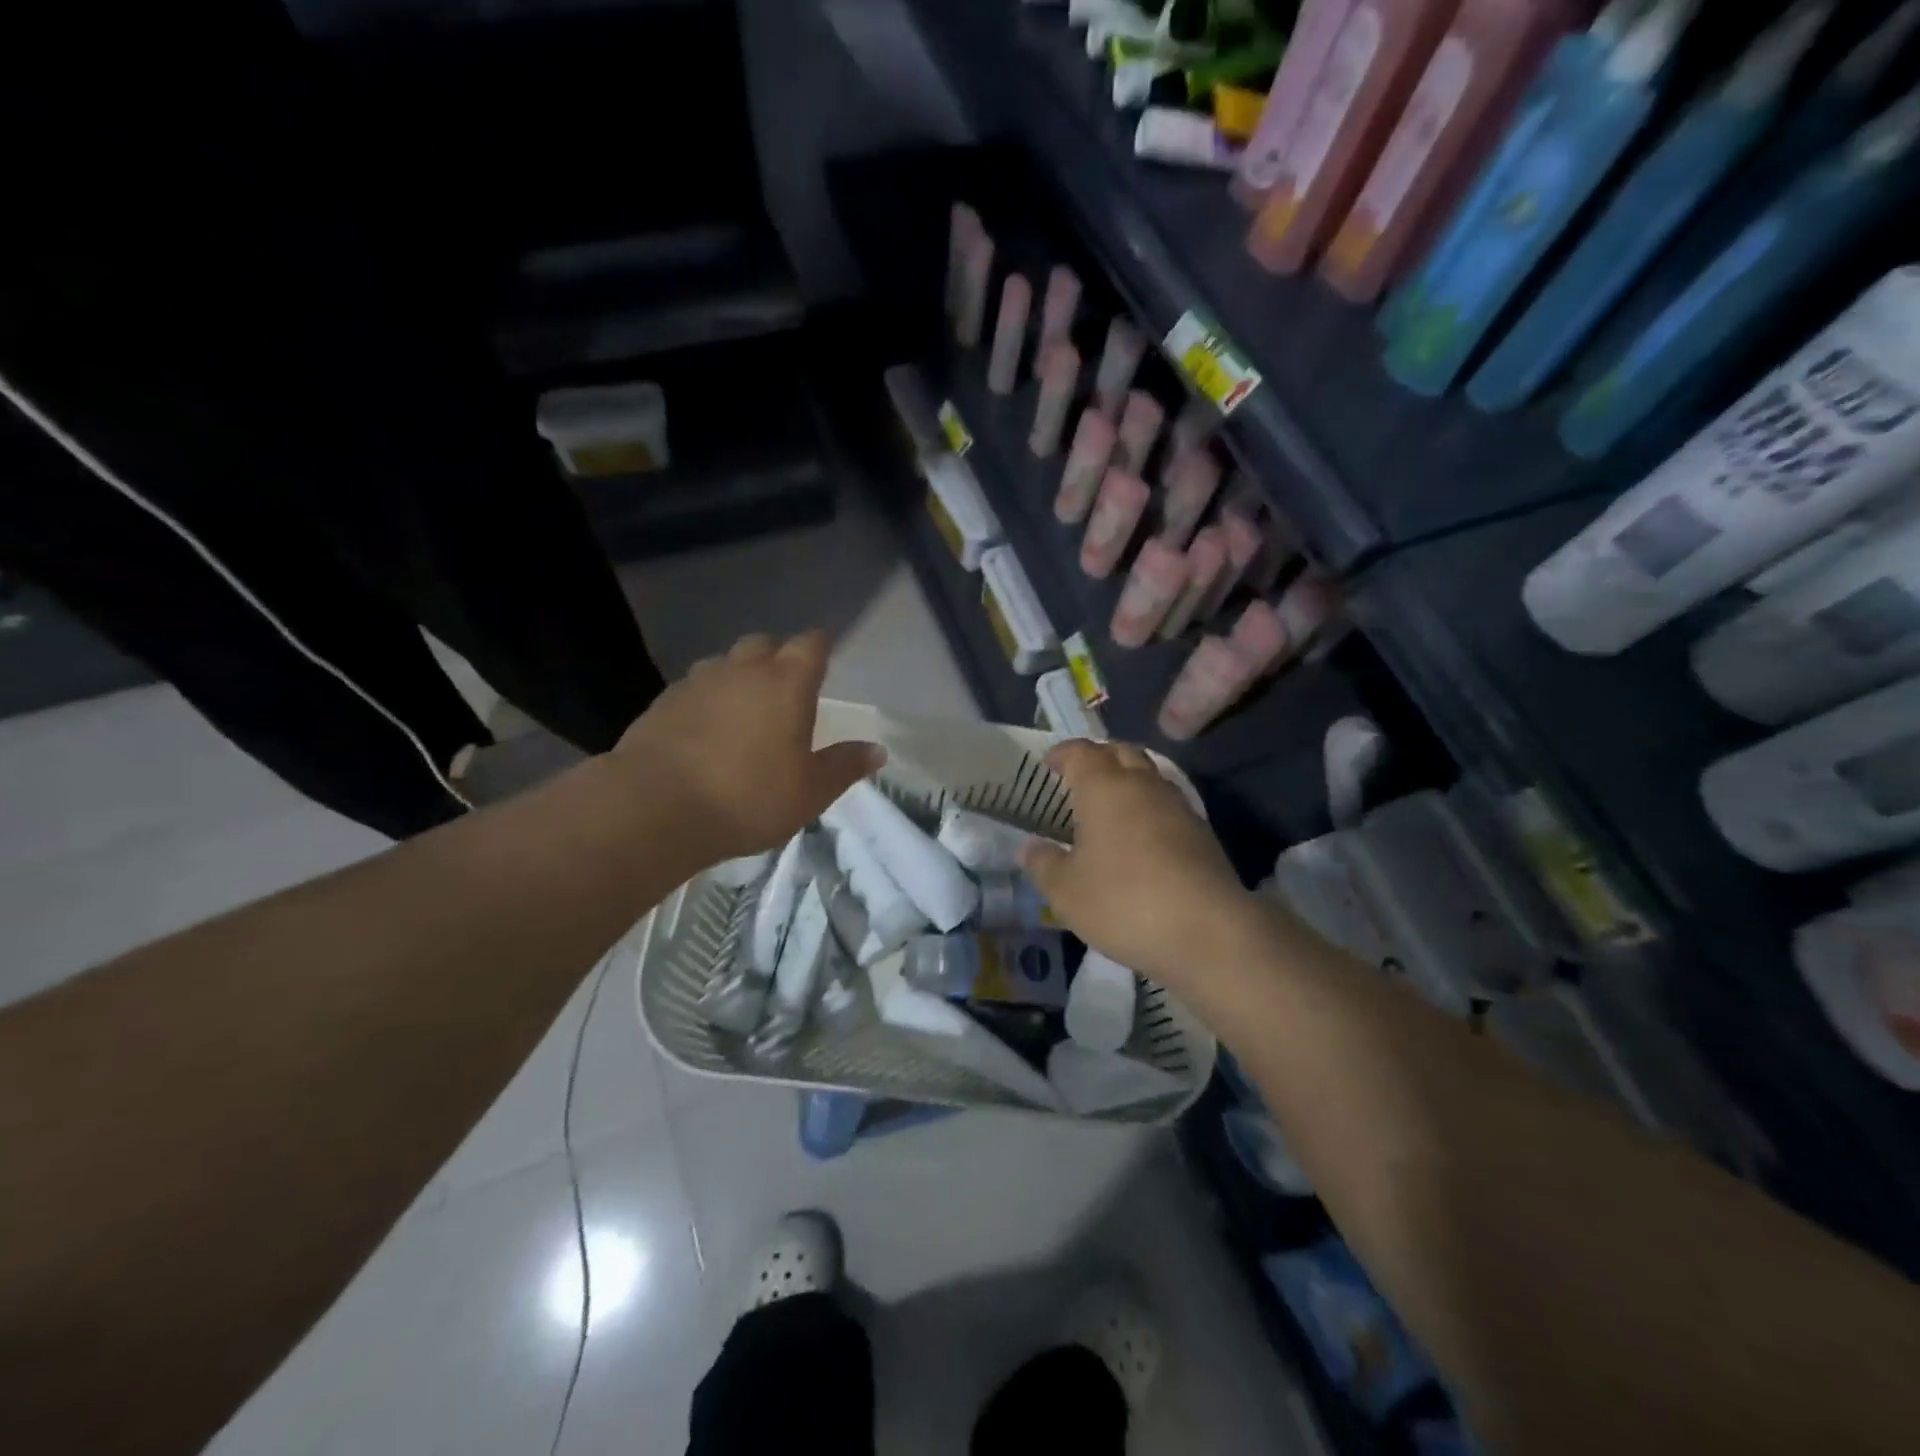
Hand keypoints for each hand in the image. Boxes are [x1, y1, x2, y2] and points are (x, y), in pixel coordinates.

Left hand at [611, 631, 883, 862]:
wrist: (655, 808)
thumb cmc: (748, 797)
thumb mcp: (810, 792)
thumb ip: (844, 766)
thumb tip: (878, 750)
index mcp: (786, 683)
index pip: (810, 644)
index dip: (819, 649)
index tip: (824, 663)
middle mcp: (742, 670)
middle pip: (764, 644)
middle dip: (777, 658)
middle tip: (784, 692)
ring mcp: (697, 683)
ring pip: (724, 664)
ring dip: (737, 677)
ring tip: (742, 712)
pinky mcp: (662, 703)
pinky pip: (693, 689)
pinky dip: (705, 701)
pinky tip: (704, 733)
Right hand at [1021, 740, 1265, 989]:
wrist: (1206, 931)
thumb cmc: (1122, 901)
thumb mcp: (1066, 891)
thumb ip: (1043, 864)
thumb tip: (1030, 848)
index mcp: (1104, 787)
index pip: (1081, 752)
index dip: (1063, 753)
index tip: (1049, 763)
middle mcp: (1142, 784)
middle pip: (1121, 752)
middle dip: (1099, 757)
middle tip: (1080, 776)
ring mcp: (1177, 806)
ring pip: (1149, 776)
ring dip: (1128, 780)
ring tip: (1110, 804)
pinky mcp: (1201, 832)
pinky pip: (1168, 804)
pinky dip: (1149, 808)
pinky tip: (1140, 835)